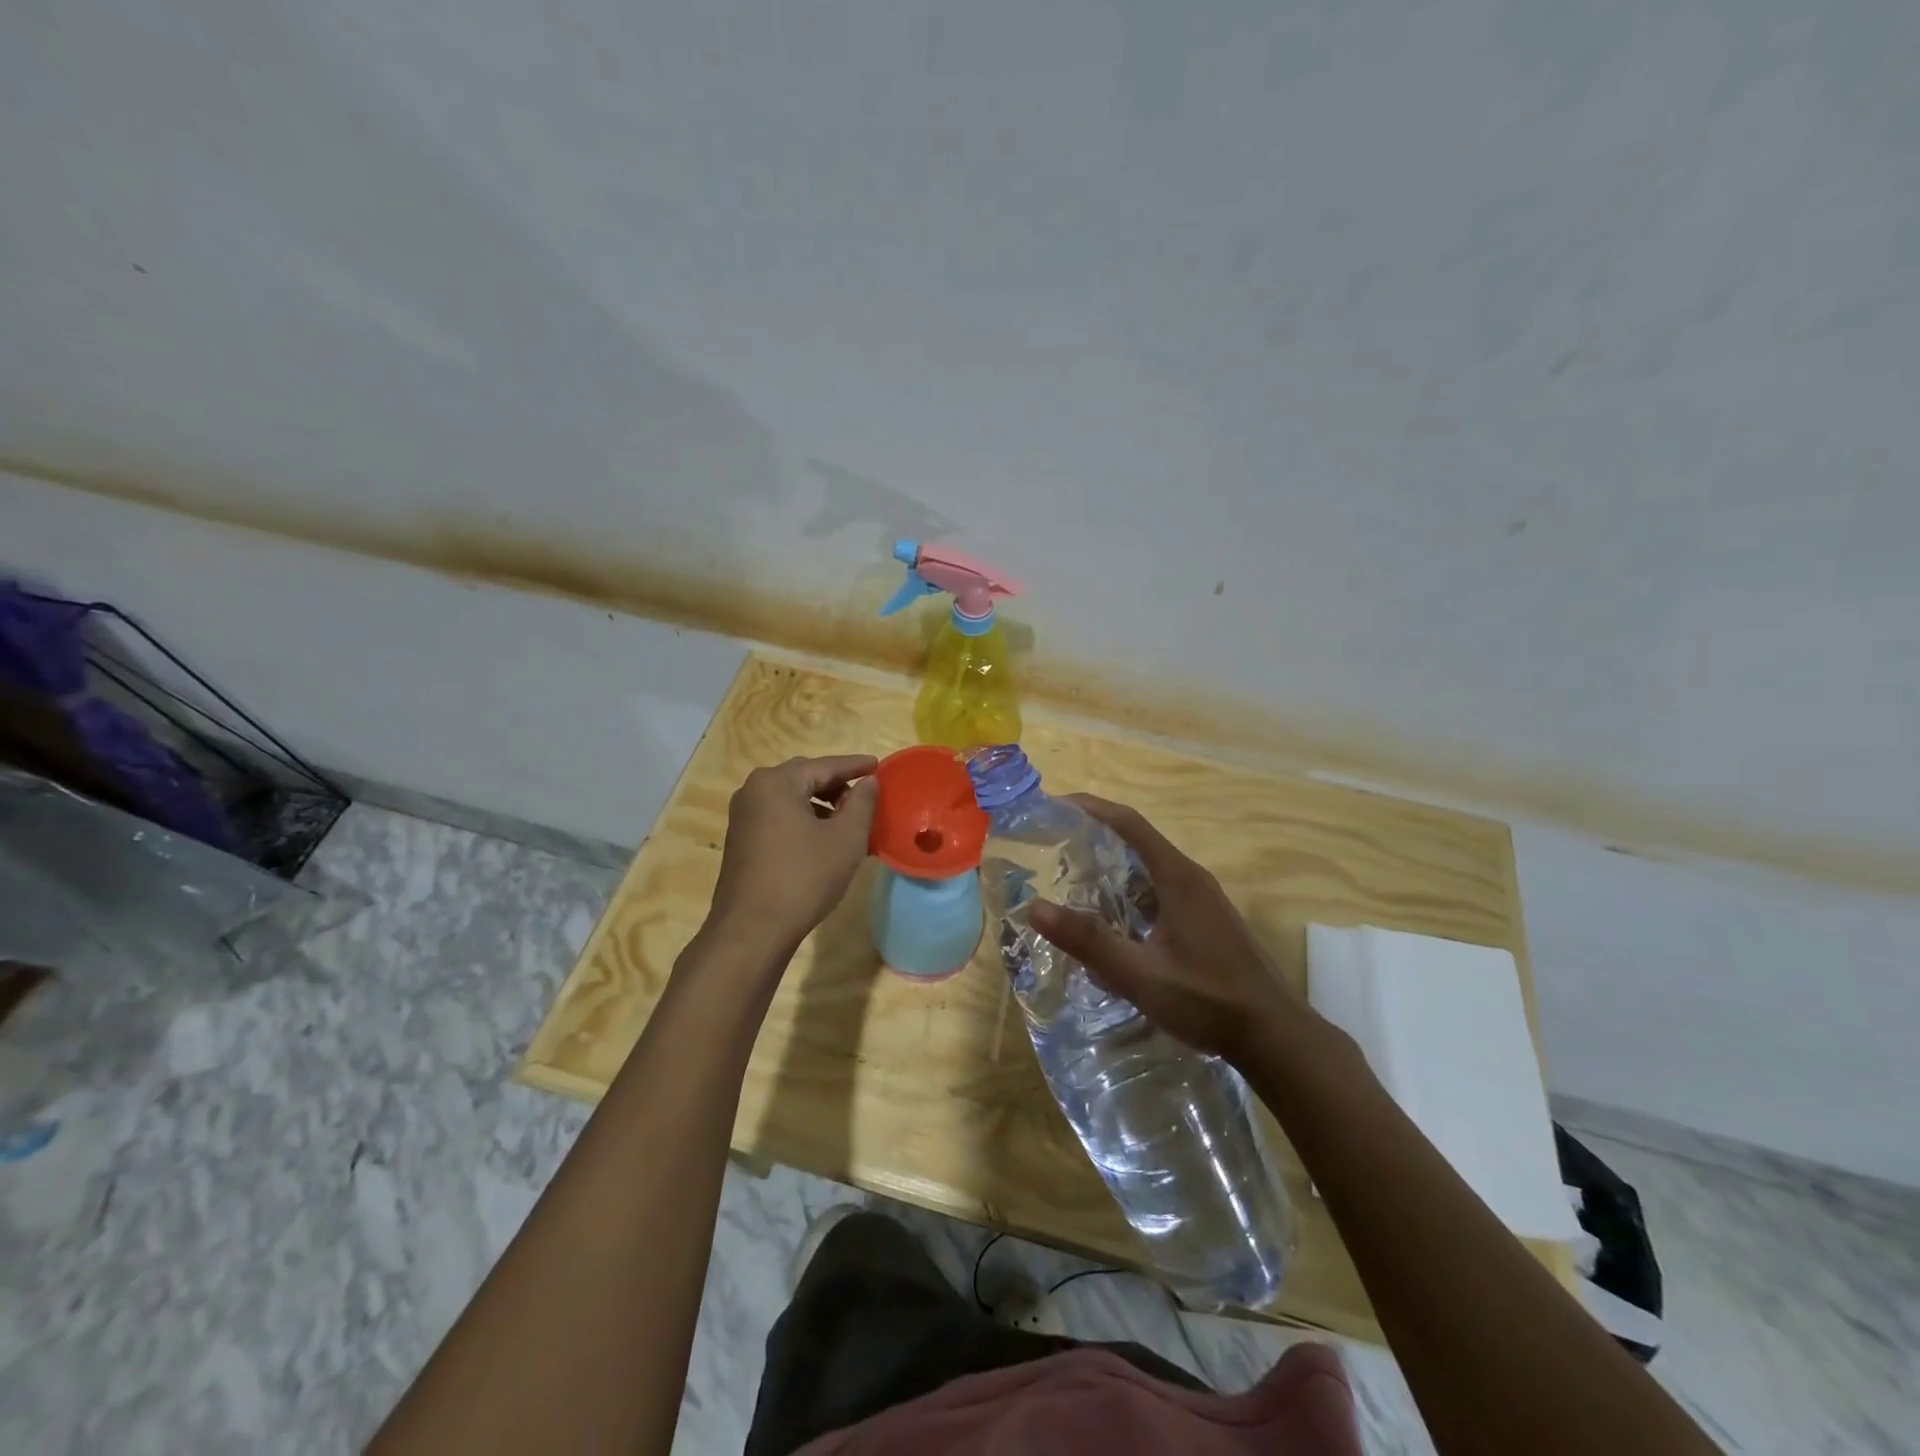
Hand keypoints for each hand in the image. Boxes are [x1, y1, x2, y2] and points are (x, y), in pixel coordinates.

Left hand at [707, 755, 877, 951]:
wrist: (752, 929)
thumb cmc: (804, 877)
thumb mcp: (846, 838)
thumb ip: (861, 803)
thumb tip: (869, 782)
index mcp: (777, 782)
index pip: (825, 766)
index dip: (855, 766)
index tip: (878, 766)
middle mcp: (753, 791)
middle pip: (804, 778)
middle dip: (836, 785)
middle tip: (863, 797)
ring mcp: (742, 816)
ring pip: (790, 799)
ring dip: (819, 805)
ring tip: (847, 822)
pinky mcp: (740, 840)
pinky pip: (777, 817)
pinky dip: (802, 820)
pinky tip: (821, 840)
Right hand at [1027, 795, 1299, 1061]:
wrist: (1274, 1035)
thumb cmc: (1208, 1000)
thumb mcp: (1141, 975)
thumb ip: (1089, 941)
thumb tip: (1035, 907)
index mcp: (1177, 878)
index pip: (1129, 824)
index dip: (1092, 808)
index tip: (1056, 804)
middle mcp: (1191, 878)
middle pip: (1138, 841)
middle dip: (1096, 836)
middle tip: (1054, 846)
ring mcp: (1203, 900)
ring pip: (1149, 869)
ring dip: (1113, 867)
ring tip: (1073, 880)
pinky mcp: (1207, 921)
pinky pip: (1160, 891)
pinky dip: (1130, 892)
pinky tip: (1113, 920)